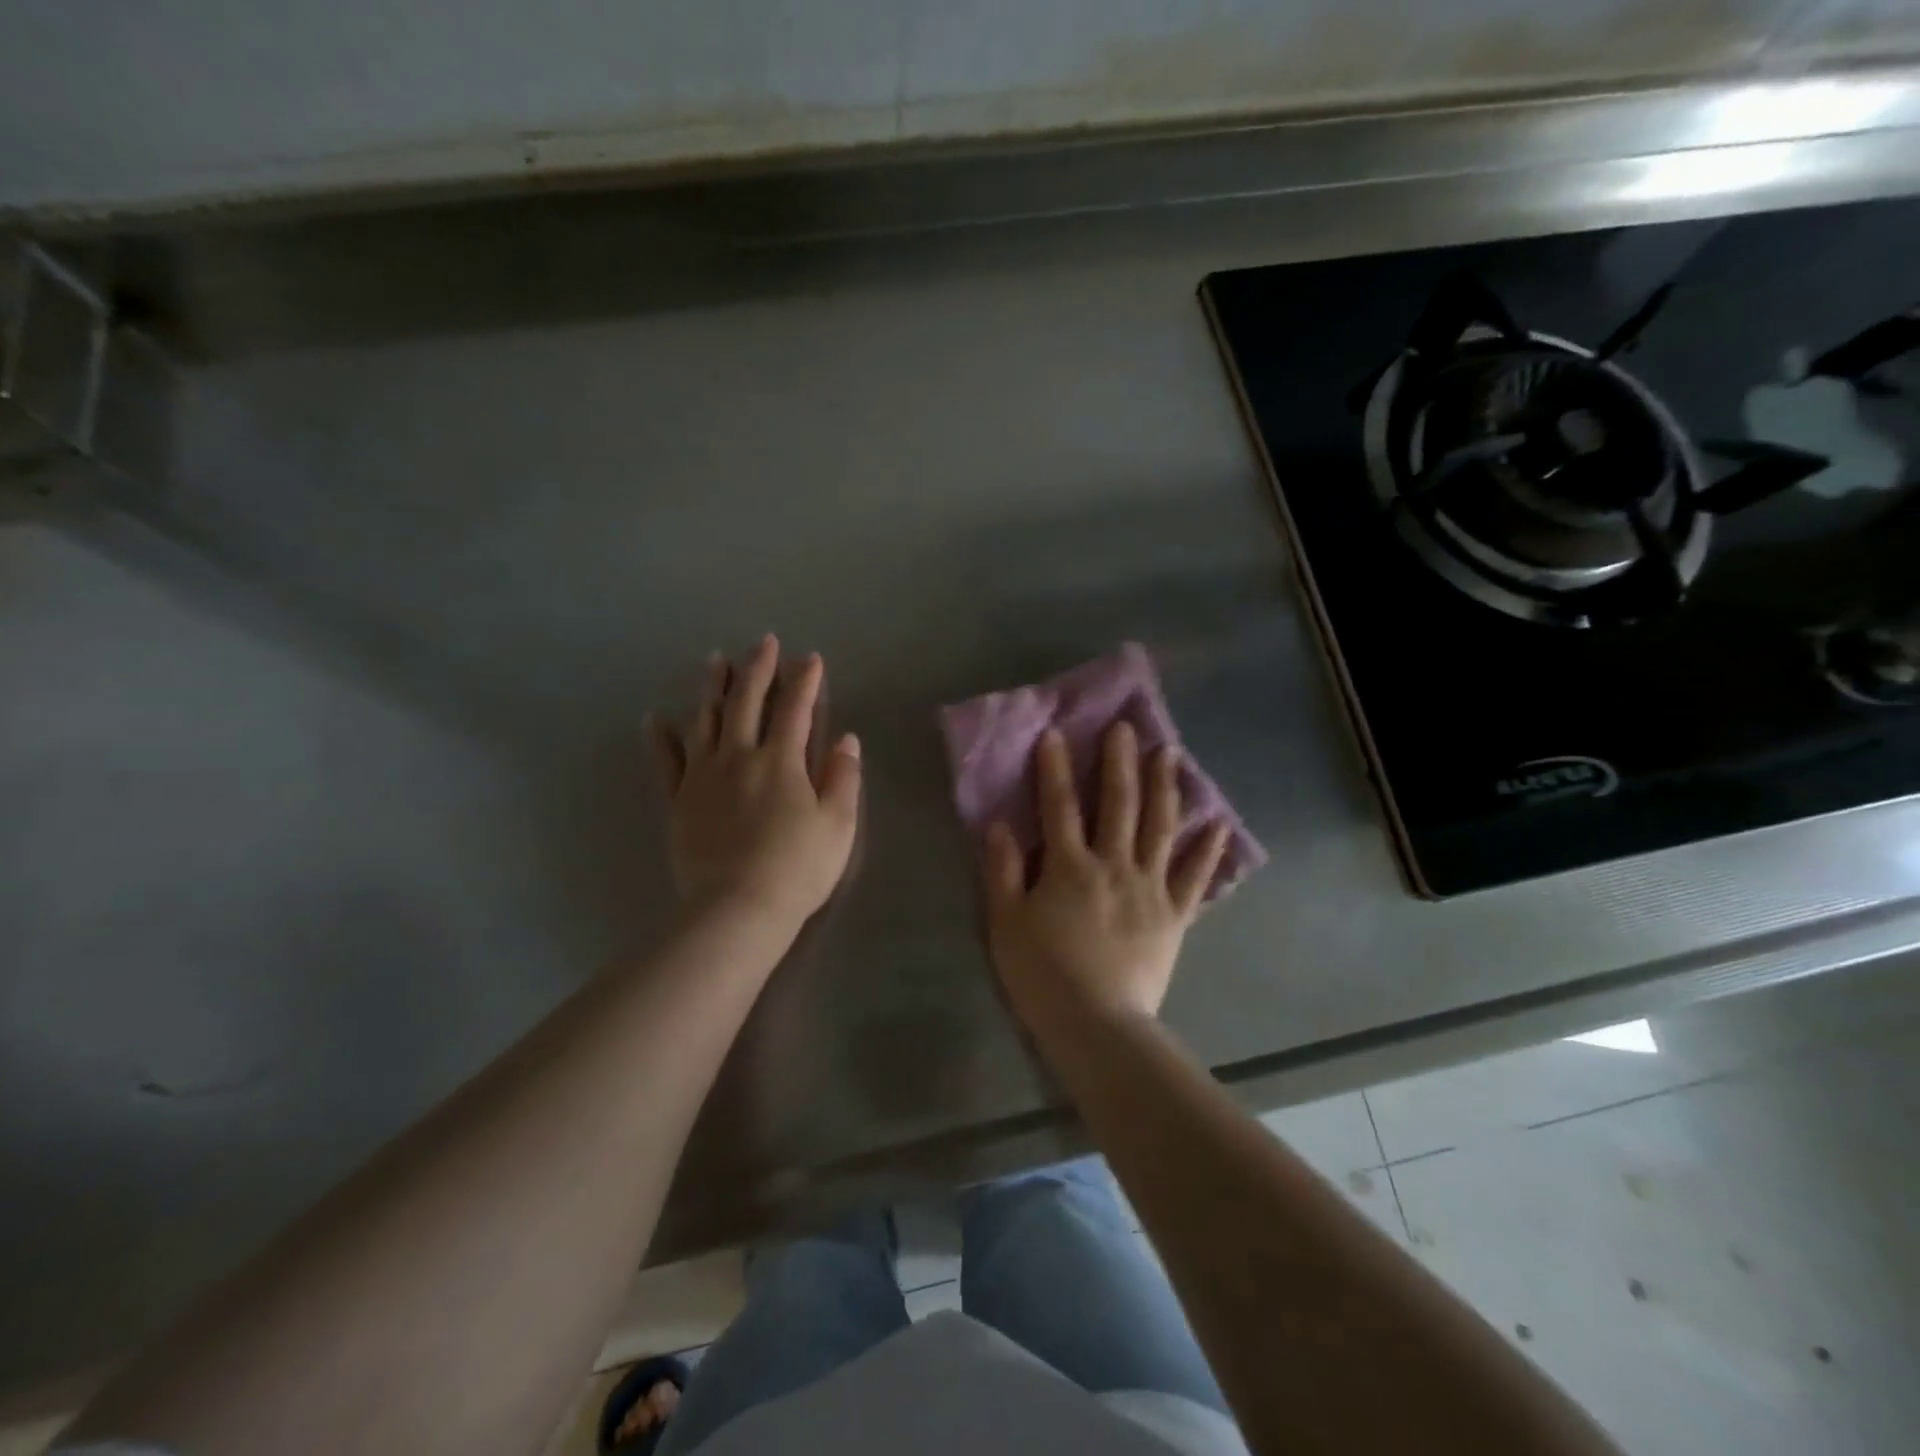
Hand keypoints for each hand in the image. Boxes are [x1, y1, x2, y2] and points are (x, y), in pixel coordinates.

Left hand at [650, 636, 861, 928]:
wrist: (737, 908)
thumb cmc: (797, 867)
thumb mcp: (838, 824)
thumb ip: (843, 777)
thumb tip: (847, 739)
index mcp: (781, 761)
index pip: (795, 709)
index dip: (804, 681)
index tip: (810, 658)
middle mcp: (739, 757)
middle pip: (746, 702)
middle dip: (757, 668)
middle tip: (763, 641)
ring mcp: (703, 777)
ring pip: (705, 720)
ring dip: (712, 688)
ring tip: (714, 661)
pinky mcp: (679, 801)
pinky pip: (667, 762)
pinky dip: (661, 738)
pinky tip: (656, 718)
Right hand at [982, 722, 1229, 1030]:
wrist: (1098, 1025)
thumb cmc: (1042, 975)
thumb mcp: (1006, 923)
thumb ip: (1002, 871)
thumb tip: (1000, 824)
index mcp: (1070, 867)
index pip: (1059, 806)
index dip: (1056, 769)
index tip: (1056, 734)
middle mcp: (1114, 866)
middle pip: (1119, 805)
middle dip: (1119, 763)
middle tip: (1126, 727)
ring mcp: (1150, 889)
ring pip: (1160, 828)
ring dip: (1164, 788)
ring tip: (1170, 753)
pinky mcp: (1174, 916)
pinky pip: (1193, 878)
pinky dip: (1207, 851)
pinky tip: (1218, 824)